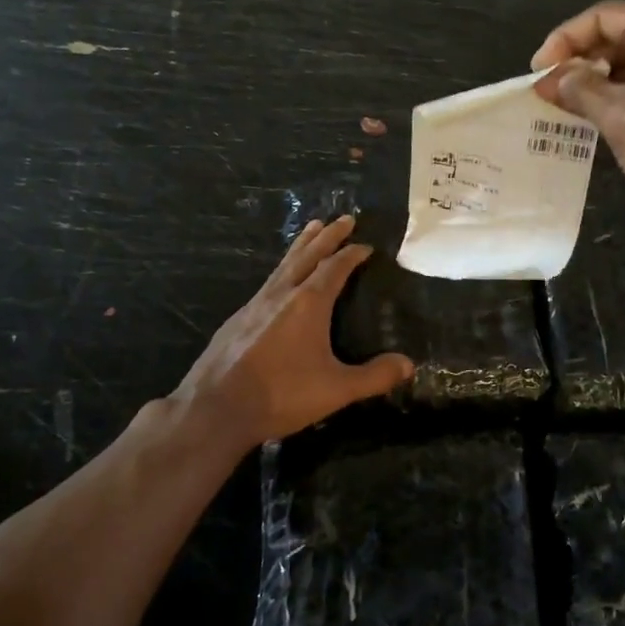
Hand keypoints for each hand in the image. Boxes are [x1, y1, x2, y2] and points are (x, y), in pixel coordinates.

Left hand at [170, 216, 413, 448]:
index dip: (352, 254)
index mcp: (309, 303)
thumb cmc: (281, 394)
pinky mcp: (237, 319)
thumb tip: (409, 364)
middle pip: (308, 254)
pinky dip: (282, 268)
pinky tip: (280, 279)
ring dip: (302, 244)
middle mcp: (282, 294)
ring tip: (311, 228)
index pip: (335, 267)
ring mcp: (256, 304)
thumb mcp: (336, 389)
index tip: (366, 245)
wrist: (215, 407)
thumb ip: (374, 376)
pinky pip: (268, 281)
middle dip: (328, 235)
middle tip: (344, 218)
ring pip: (284, 264)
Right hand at [531, 0, 624, 232]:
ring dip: (609, 76)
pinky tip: (615, 115)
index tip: (538, 74)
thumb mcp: (618, 118)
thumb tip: (548, 79)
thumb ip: (579, 89)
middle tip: (555, 92)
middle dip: (586, 59)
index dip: (564, 41)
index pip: (605, 16)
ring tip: (578, 106)